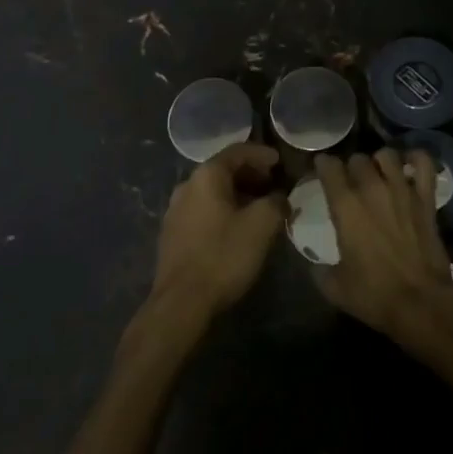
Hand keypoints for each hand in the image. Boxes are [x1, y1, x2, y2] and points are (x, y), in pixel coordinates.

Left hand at [150, 142, 288, 325]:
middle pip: (223, 170)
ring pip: (212, 192)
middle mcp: (187, 185)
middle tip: (273, 185)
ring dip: (237, 194)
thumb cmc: (223, 255)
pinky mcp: (172, 233)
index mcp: (206, 175)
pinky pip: (203, 210)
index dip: (261, 154)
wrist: (181, 302)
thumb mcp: (261, 226)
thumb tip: (280, 197)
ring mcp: (175, 210)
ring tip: (259, 208)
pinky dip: (223, 210)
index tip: (280, 162)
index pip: (237, 151)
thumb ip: (276, 203)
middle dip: (251, 174)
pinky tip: (236, 228)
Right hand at [315, 147, 452, 344]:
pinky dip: (416, 160)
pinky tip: (410, 167)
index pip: (328, 166)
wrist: (421, 304)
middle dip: (351, 167)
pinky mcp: (426, 198)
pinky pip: (424, 163)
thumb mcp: (334, 287)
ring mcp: (402, 189)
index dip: (323, 166)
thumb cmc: (374, 295)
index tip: (322, 172)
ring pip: (387, 155)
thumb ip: (318, 268)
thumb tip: (313, 262)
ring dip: (379, 162)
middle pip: (357, 158)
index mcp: (345, 205)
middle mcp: (371, 188)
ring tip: (379, 175)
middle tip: (351, 183)